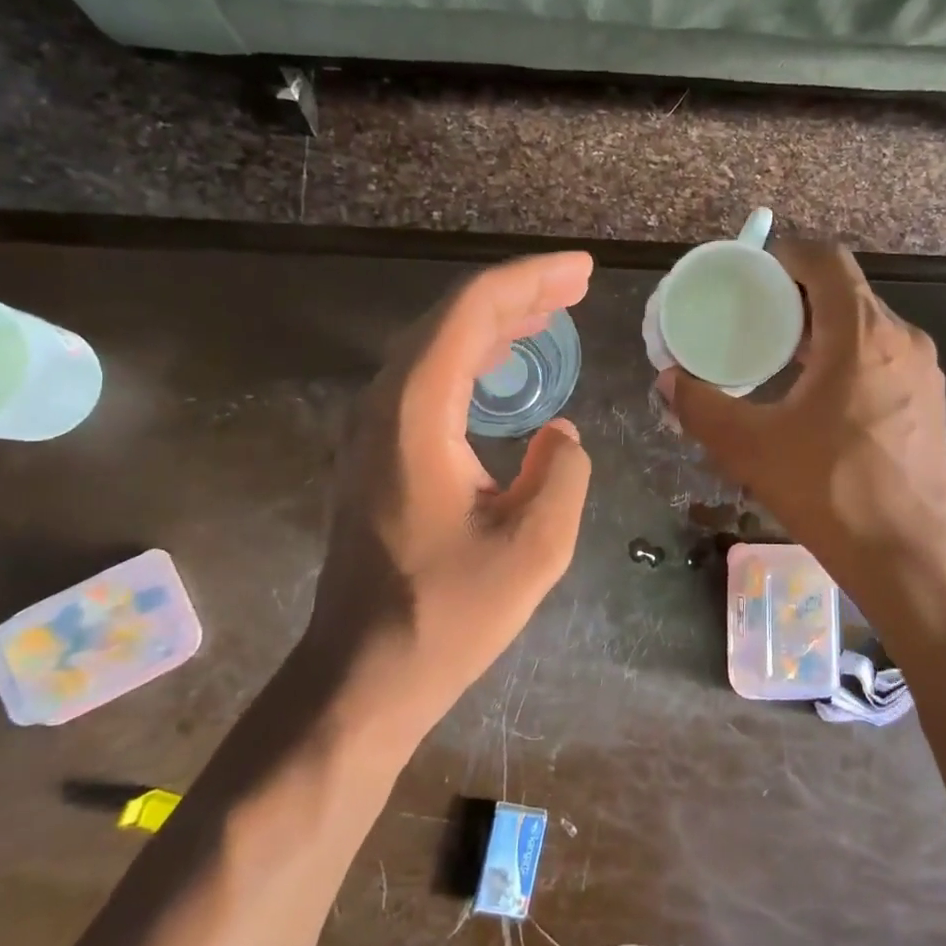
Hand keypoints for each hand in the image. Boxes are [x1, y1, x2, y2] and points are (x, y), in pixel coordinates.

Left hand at [311, 253, 593, 731]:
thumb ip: (562, 475)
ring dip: (494, 324)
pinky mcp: (376, 453)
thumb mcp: (534, 549)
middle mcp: (384, 405)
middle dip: (517, 294)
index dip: (530, 280)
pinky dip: (471, 359)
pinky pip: (427, 380)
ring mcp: (371, 429)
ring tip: (549, 312)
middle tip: (576, 285)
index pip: (471, 313)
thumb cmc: (445, 615)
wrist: (363, 673)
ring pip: (436, 347)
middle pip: (450, 319)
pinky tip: (502, 368)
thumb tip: (561, 436)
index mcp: (416, 413)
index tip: (582, 271)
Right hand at [658, 241, 945, 583]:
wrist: (907, 555)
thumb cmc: (829, 490)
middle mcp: (901, 339)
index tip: (753, 274)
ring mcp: (924, 371)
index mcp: (861, 335)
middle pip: (846, 291)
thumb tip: (668, 381)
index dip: (787, 254)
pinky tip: (820, 397)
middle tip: (755, 319)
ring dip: (824, 329)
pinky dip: (849, 357)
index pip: (826, 260)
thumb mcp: (749, 447)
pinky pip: (884, 356)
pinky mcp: (931, 401)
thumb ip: (701, 407)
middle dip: (798, 296)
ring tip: (781, 358)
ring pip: (867, 325)